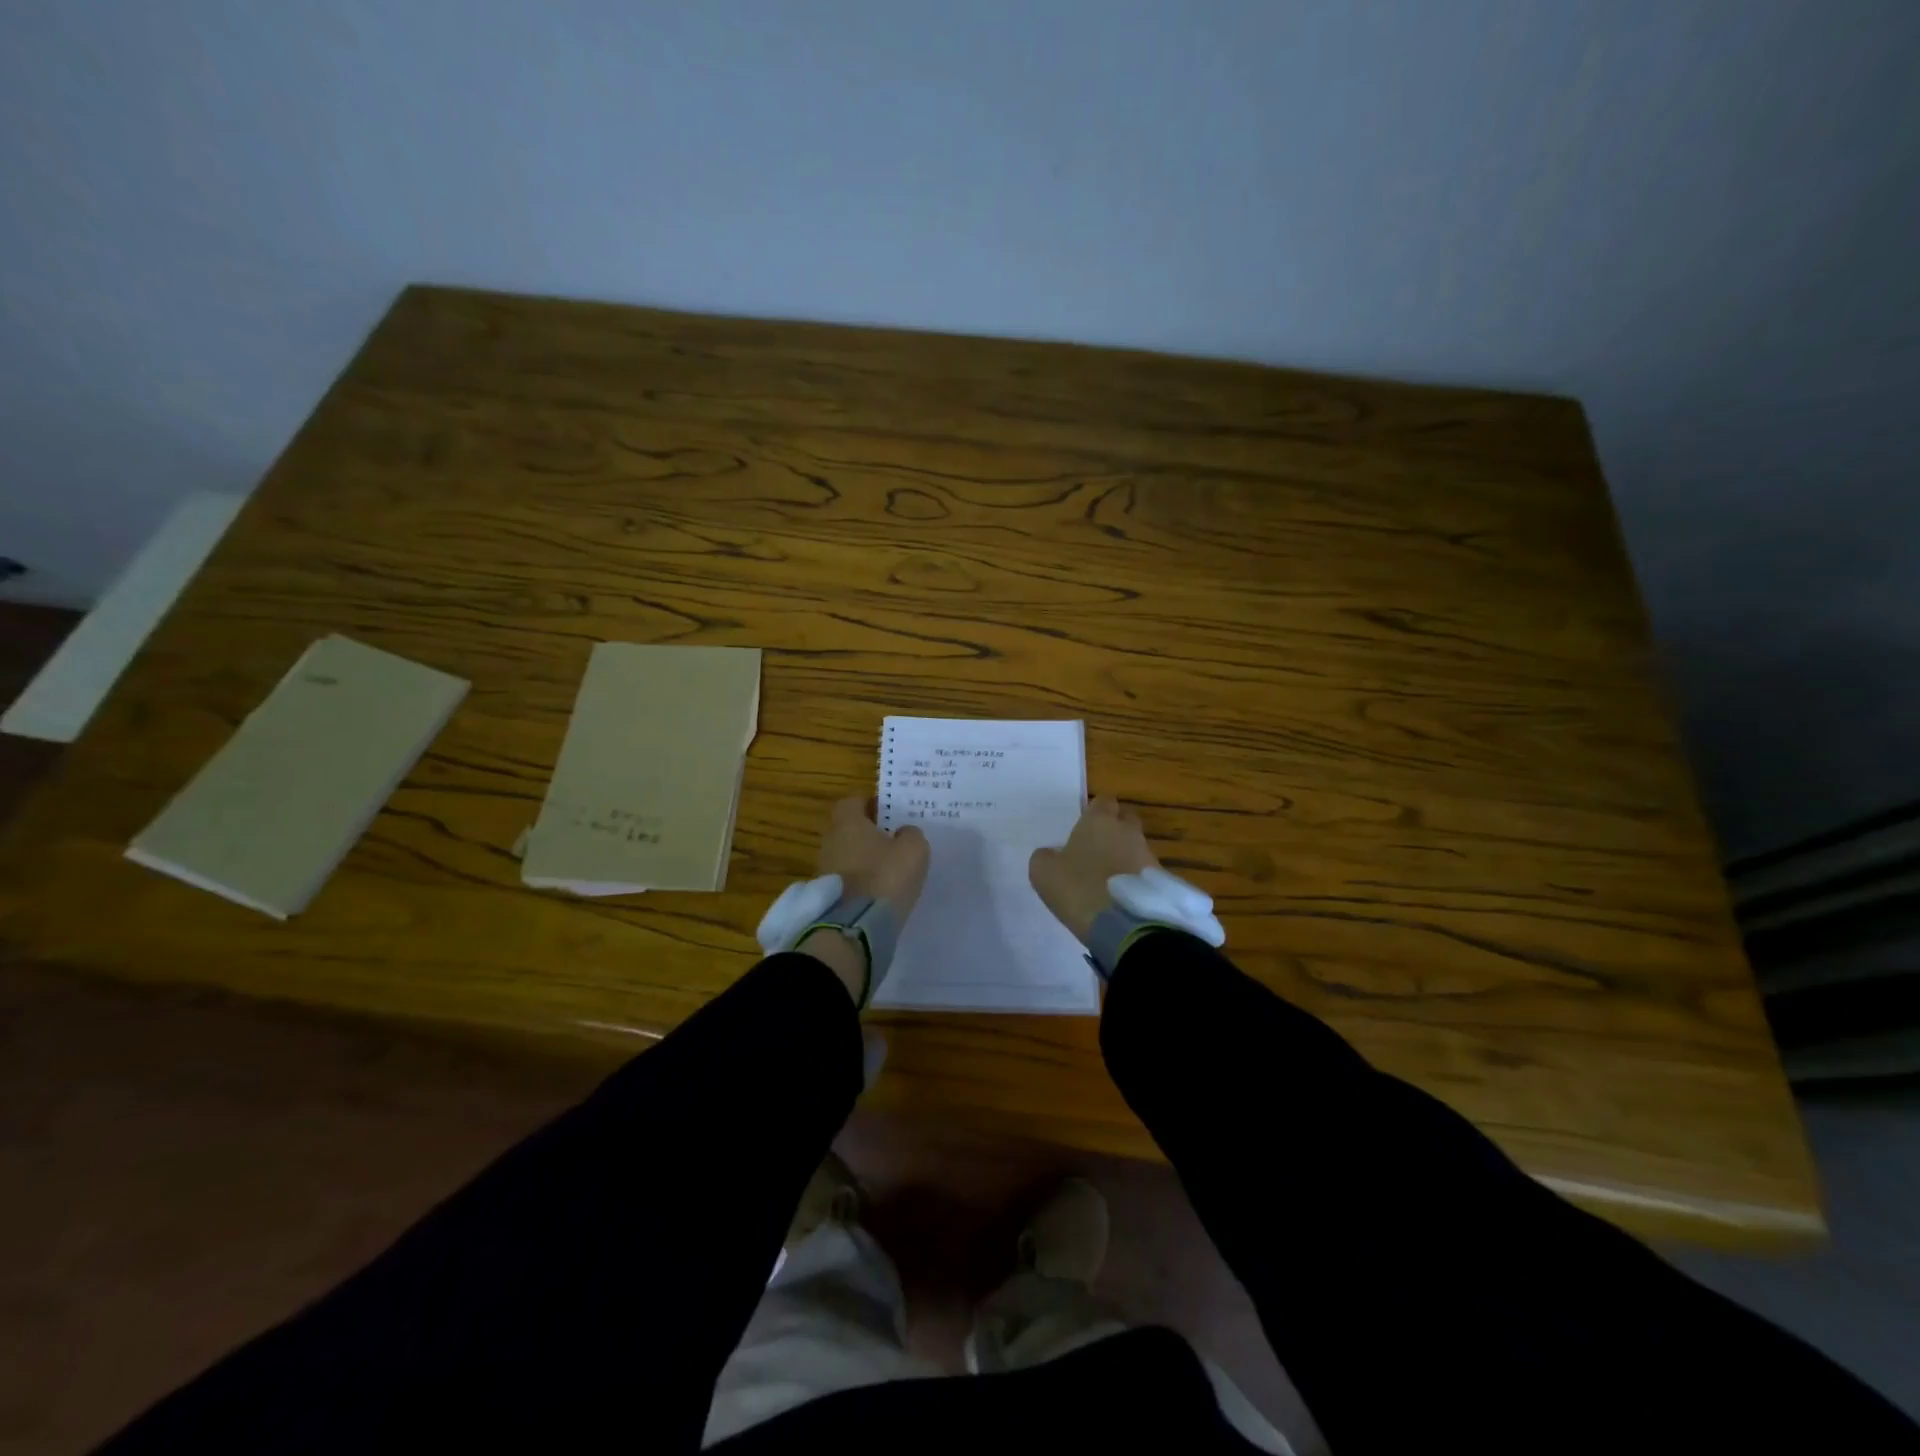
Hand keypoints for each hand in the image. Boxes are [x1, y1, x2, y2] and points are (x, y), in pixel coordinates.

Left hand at [801, 797, 929, 1006]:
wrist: (854, 929)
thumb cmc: (885, 878)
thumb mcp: (914, 850)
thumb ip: (911, 834)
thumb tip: (903, 832)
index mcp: (847, 823)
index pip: (853, 802)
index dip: (872, 806)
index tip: (890, 814)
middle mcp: (830, 841)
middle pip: (849, 830)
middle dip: (869, 834)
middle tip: (893, 842)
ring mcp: (824, 870)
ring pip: (847, 855)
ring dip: (864, 860)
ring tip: (889, 870)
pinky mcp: (826, 896)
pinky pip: (846, 880)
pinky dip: (860, 882)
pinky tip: (878, 892)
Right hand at [1029, 796, 1159, 945]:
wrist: (1125, 925)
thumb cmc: (1079, 888)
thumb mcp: (1044, 872)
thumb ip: (1046, 856)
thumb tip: (1053, 855)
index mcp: (1099, 821)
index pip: (1103, 801)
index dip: (1095, 812)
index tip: (1084, 828)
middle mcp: (1127, 831)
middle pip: (1125, 819)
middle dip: (1114, 829)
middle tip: (1097, 849)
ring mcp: (1147, 855)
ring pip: (1135, 846)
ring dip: (1124, 856)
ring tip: (1108, 878)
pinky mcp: (1160, 880)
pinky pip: (1144, 871)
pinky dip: (1134, 879)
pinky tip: (1121, 896)